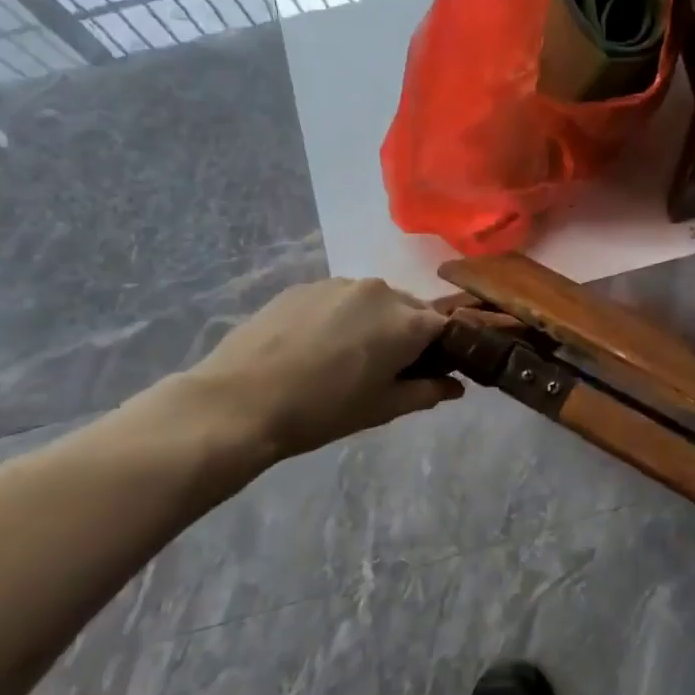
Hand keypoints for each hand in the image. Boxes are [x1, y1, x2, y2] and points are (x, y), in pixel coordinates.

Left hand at [174, 278, 462, 472]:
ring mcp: (338, 284)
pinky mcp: (304, 286)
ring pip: (373, 301)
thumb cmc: (323, 410)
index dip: (442, 349)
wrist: (240, 401)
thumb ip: (426, 392)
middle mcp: (380, 291)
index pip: (445, 326)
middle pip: (410, 308)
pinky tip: (316, 346)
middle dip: (408, 333)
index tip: (429, 371)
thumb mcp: (382, 409)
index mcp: (407, 321)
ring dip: (373, 322)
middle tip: (387, 368)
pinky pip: (338, 299)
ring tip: (346, 356)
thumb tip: (455, 387)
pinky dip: (339, 317)